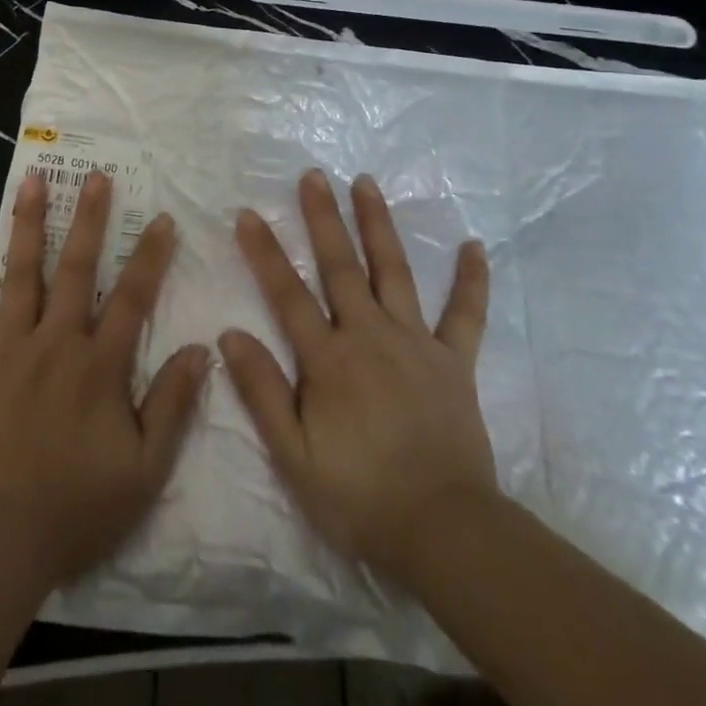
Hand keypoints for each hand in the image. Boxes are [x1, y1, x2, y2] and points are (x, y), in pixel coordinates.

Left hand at [0, 170, 209, 592]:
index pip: (133, 297)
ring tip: (36, 178)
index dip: (151, 256)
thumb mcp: (144, 470)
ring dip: (31, 221)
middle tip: (97, 176)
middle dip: (90, 219)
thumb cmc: (75, 509)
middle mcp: (55, 341)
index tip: (163, 219)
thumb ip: (173, 406)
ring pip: (22, 271)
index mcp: (99, 366)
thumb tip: (202, 349)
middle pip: (76, 268)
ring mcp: (7, 345)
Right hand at [220, 171, 497, 585]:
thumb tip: (230, 334)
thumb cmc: (359, 496)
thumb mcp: (294, 456)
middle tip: (314, 174)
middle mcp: (370, 336)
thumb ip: (262, 391)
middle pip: (341, 266)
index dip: (266, 252)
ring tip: (366, 183)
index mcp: (329, 360)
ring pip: (393, 272)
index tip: (249, 213)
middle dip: (324, 217)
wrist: (444, 531)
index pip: (288, 294)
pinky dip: (471, 280)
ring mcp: (416, 343)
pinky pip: (465, 313)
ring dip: (378, 225)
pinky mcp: (453, 361)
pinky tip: (475, 246)